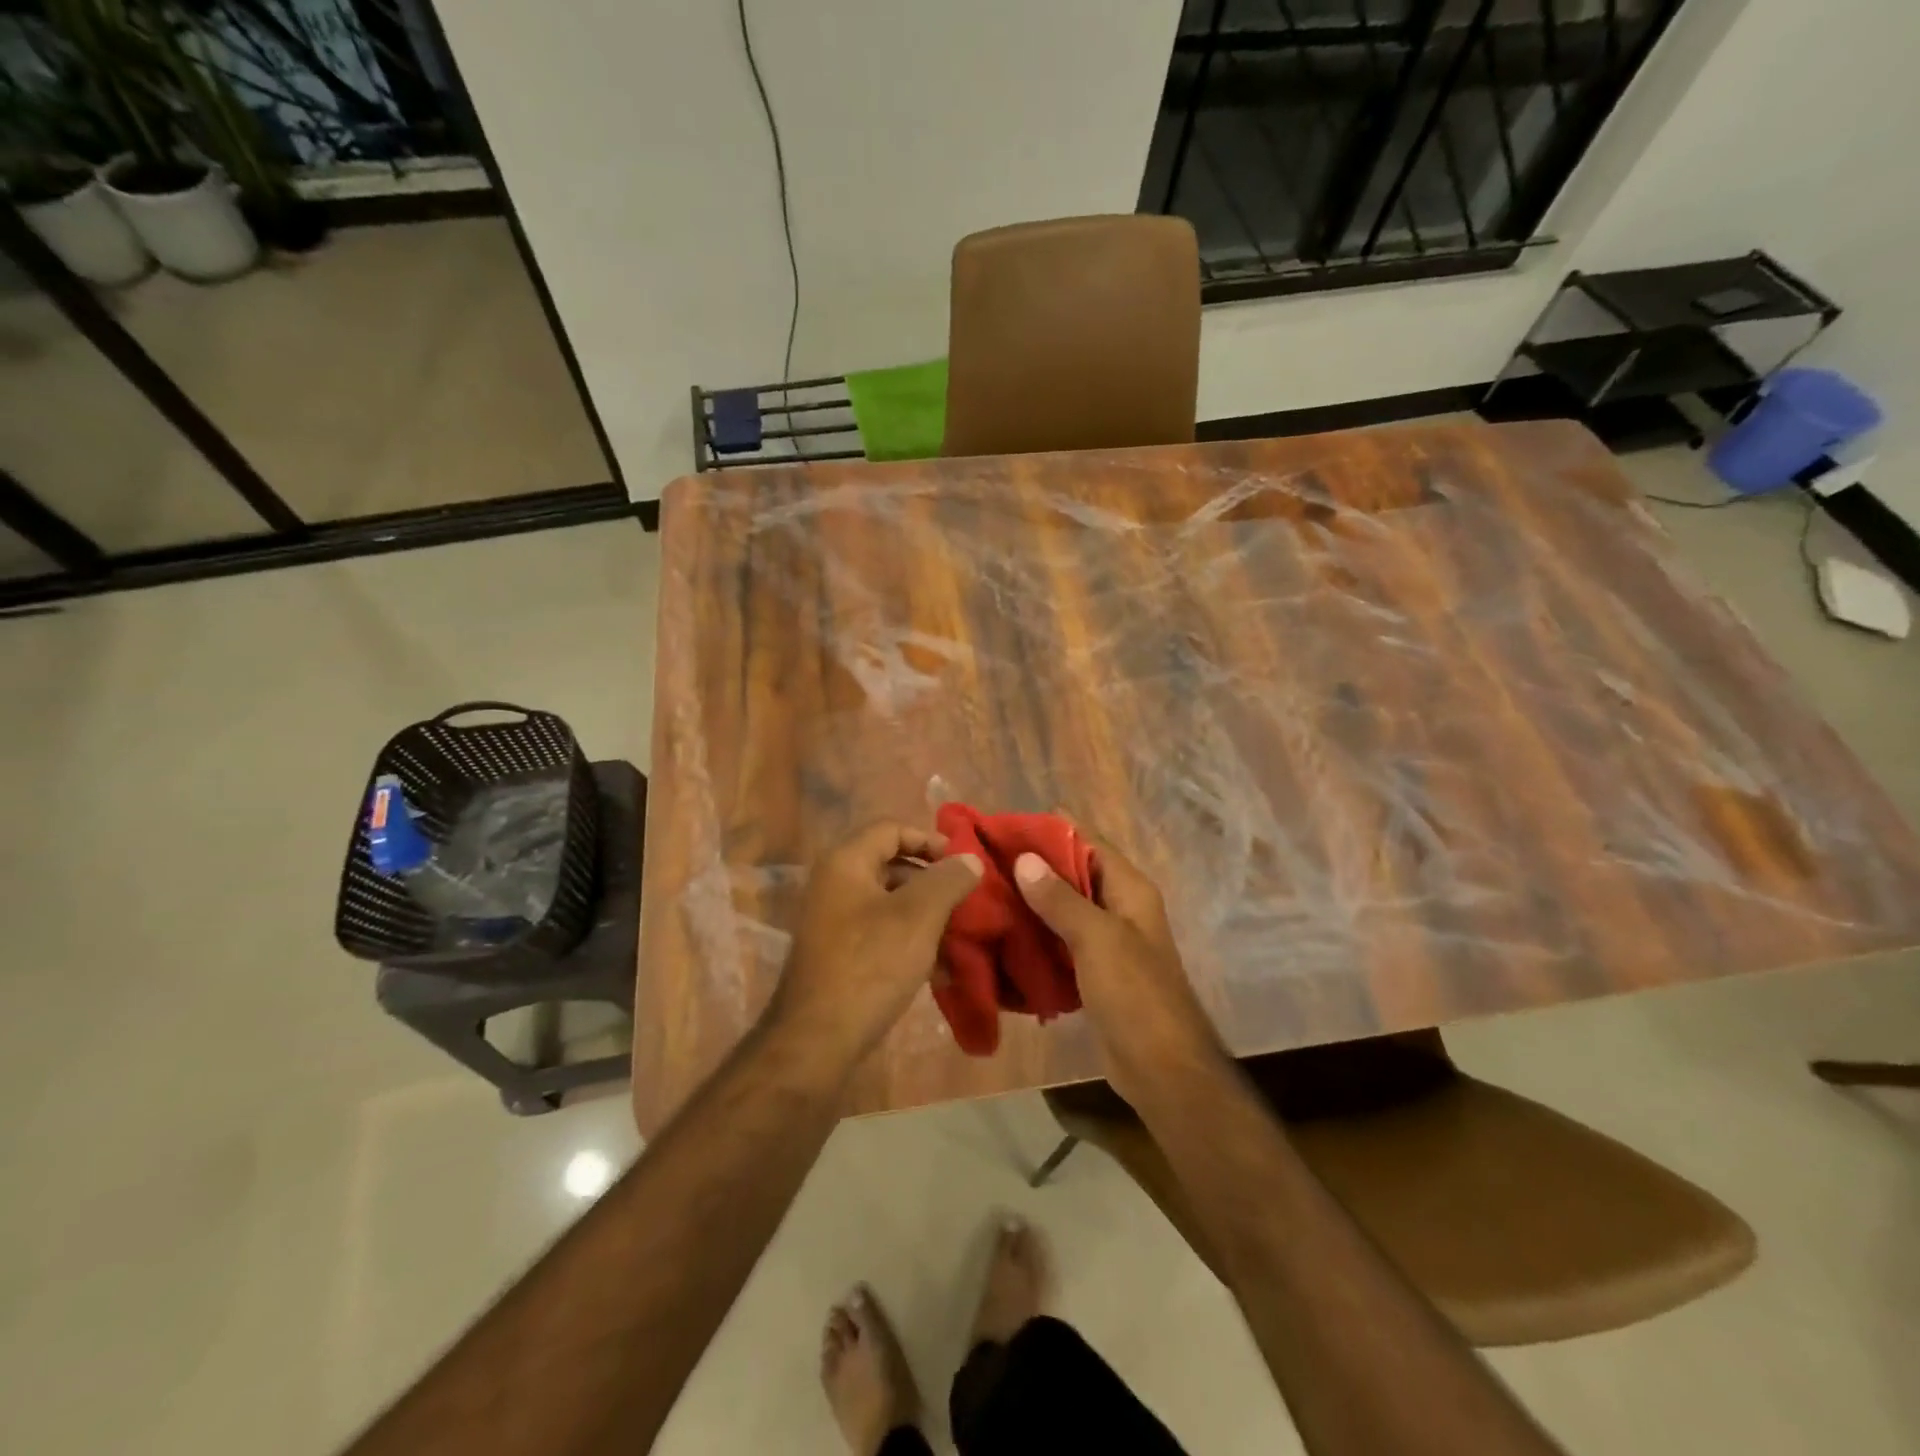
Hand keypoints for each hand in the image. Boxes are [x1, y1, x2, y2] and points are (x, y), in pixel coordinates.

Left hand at [768, 822, 982, 1064]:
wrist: (816, 1040)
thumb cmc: (870, 965)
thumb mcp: (918, 917)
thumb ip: (948, 880)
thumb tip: (969, 859)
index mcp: (846, 863)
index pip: (891, 829)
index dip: (929, 840)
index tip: (961, 864)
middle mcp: (835, 884)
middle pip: (891, 865)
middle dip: (933, 882)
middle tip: (965, 901)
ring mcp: (833, 922)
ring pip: (890, 904)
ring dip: (926, 917)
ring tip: (959, 939)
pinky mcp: (839, 955)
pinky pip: (881, 934)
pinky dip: (910, 943)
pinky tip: (939, 972)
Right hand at [1013, 816, 1221, 1101]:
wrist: (1161, 1068)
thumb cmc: (1135, 994)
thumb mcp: (1097, 939)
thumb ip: (1061, 899)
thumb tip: (1025, 858)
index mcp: (1129, 889)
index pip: (1088, 841)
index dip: (1049, 830)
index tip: (1004, 827)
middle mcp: (1119, 907)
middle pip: (1072, 873)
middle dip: (1032, 867)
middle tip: (984, 862)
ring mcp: (1106, 940)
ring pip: (1062, 908)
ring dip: (1030, 902)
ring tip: (985, 893)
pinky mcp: (1092, 970)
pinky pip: (1059, 940)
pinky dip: (1035, 934)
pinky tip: (1002, 934)